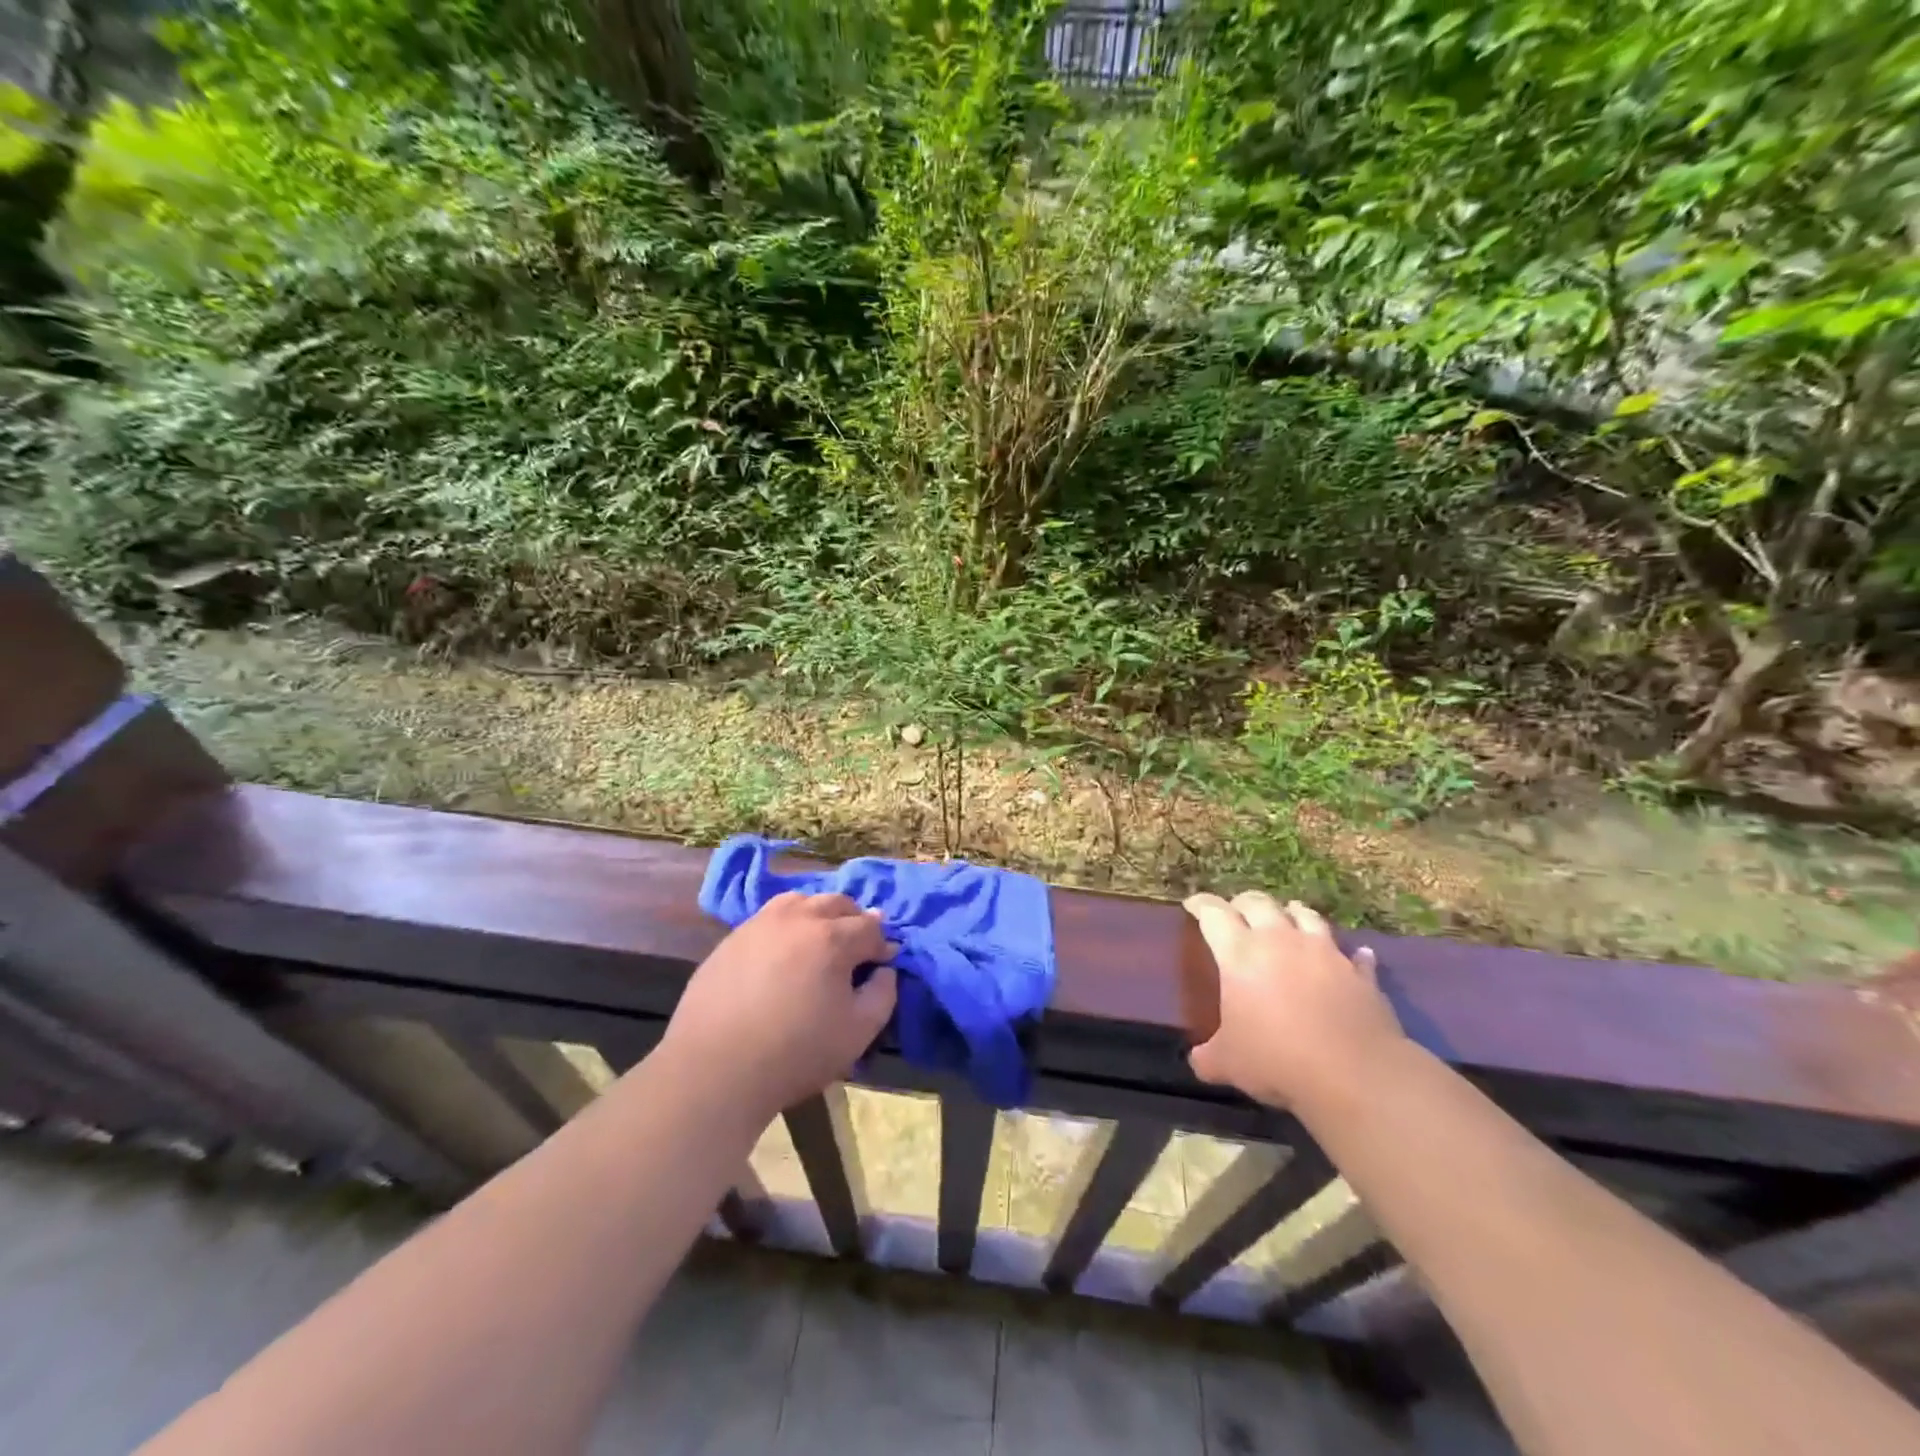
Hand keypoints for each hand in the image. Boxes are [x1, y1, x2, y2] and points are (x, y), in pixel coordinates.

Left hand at [662, 892, 898, 1120]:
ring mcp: (760, 924)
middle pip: (837, 903)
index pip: (870, 927)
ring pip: (800, 901)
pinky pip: (769, 918)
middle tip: (856, 949)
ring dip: (819, 914)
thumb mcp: (857, 1032)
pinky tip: (782, 952)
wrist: (714, 1069)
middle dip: (854, 921)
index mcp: (832, 938)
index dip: (882, 944)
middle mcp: (798, 918)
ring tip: (819, 941)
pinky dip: (786, 925)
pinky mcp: (732, 938)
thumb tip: (884, 970)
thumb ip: (882, 994)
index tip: (883, 963)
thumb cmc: (795, 1053)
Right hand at [1184, 892, 1403, 1110]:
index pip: (1213, 913)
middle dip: (1243, 903)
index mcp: (1239, 953)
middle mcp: (1280, 941)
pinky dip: (1349, 953)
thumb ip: (1208, 1055)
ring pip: (1305, 916)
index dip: (1200, 905)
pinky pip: (1354, 955)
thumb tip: (1198, 1060)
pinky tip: (1354, 955)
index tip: (1192, 904)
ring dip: (1292, 913)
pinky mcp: (1359, 974)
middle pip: (1258, 903)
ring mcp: (1324, 953)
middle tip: (1236, 911)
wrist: (1354, 1076)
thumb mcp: (1227, 1063)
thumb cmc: (1276, 1059)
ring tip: (1288, 916)